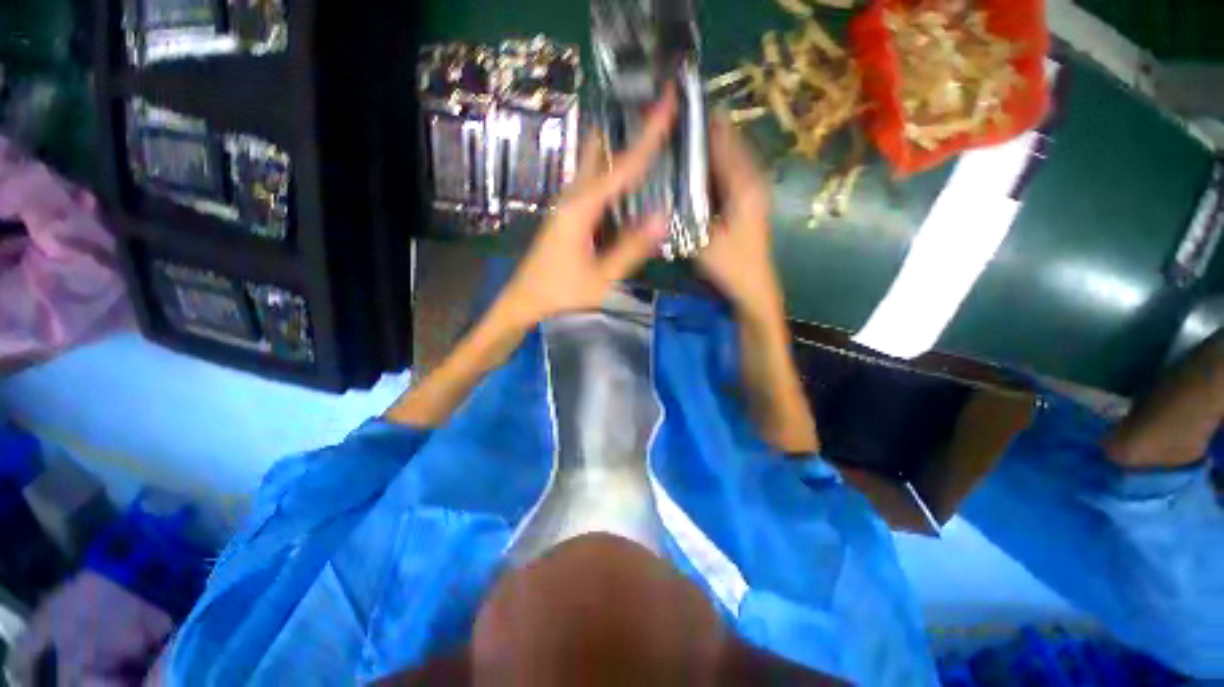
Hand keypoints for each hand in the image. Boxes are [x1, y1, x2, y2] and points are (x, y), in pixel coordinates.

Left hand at [494, 91, 677, 326]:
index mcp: (581, 209)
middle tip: (655, 114)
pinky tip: (625, 181)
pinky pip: (592, 185)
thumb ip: (631, 248)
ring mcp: (567, 205)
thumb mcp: (602, 277)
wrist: (525, 301)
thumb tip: (662, 217)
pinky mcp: (567, 216)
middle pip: (599, 152)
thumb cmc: (561, 293)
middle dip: (627, 131)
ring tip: (647, 138)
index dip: (647, 136)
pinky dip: (611, 175)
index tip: (667, 104)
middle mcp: (572, 198)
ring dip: (618, 151)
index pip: (621, 167)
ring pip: (594, 166)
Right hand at [695, 117, 783, 321]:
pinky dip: (722, 164)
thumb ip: (684, 213)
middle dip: (712, 131)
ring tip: (692, 137)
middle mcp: (753, 182)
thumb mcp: (701, 239)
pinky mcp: (752, 203)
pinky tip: (705, 167)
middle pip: (733, 145)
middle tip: (684, 121)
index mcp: (743, 187)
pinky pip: (737, 173)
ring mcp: (755, 192)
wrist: (754, 286)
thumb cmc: (730, 264)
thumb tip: (664, 191)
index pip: (724, 145)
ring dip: (717, 146)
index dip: (707, 125)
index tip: (687, 109)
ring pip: (736, 158)